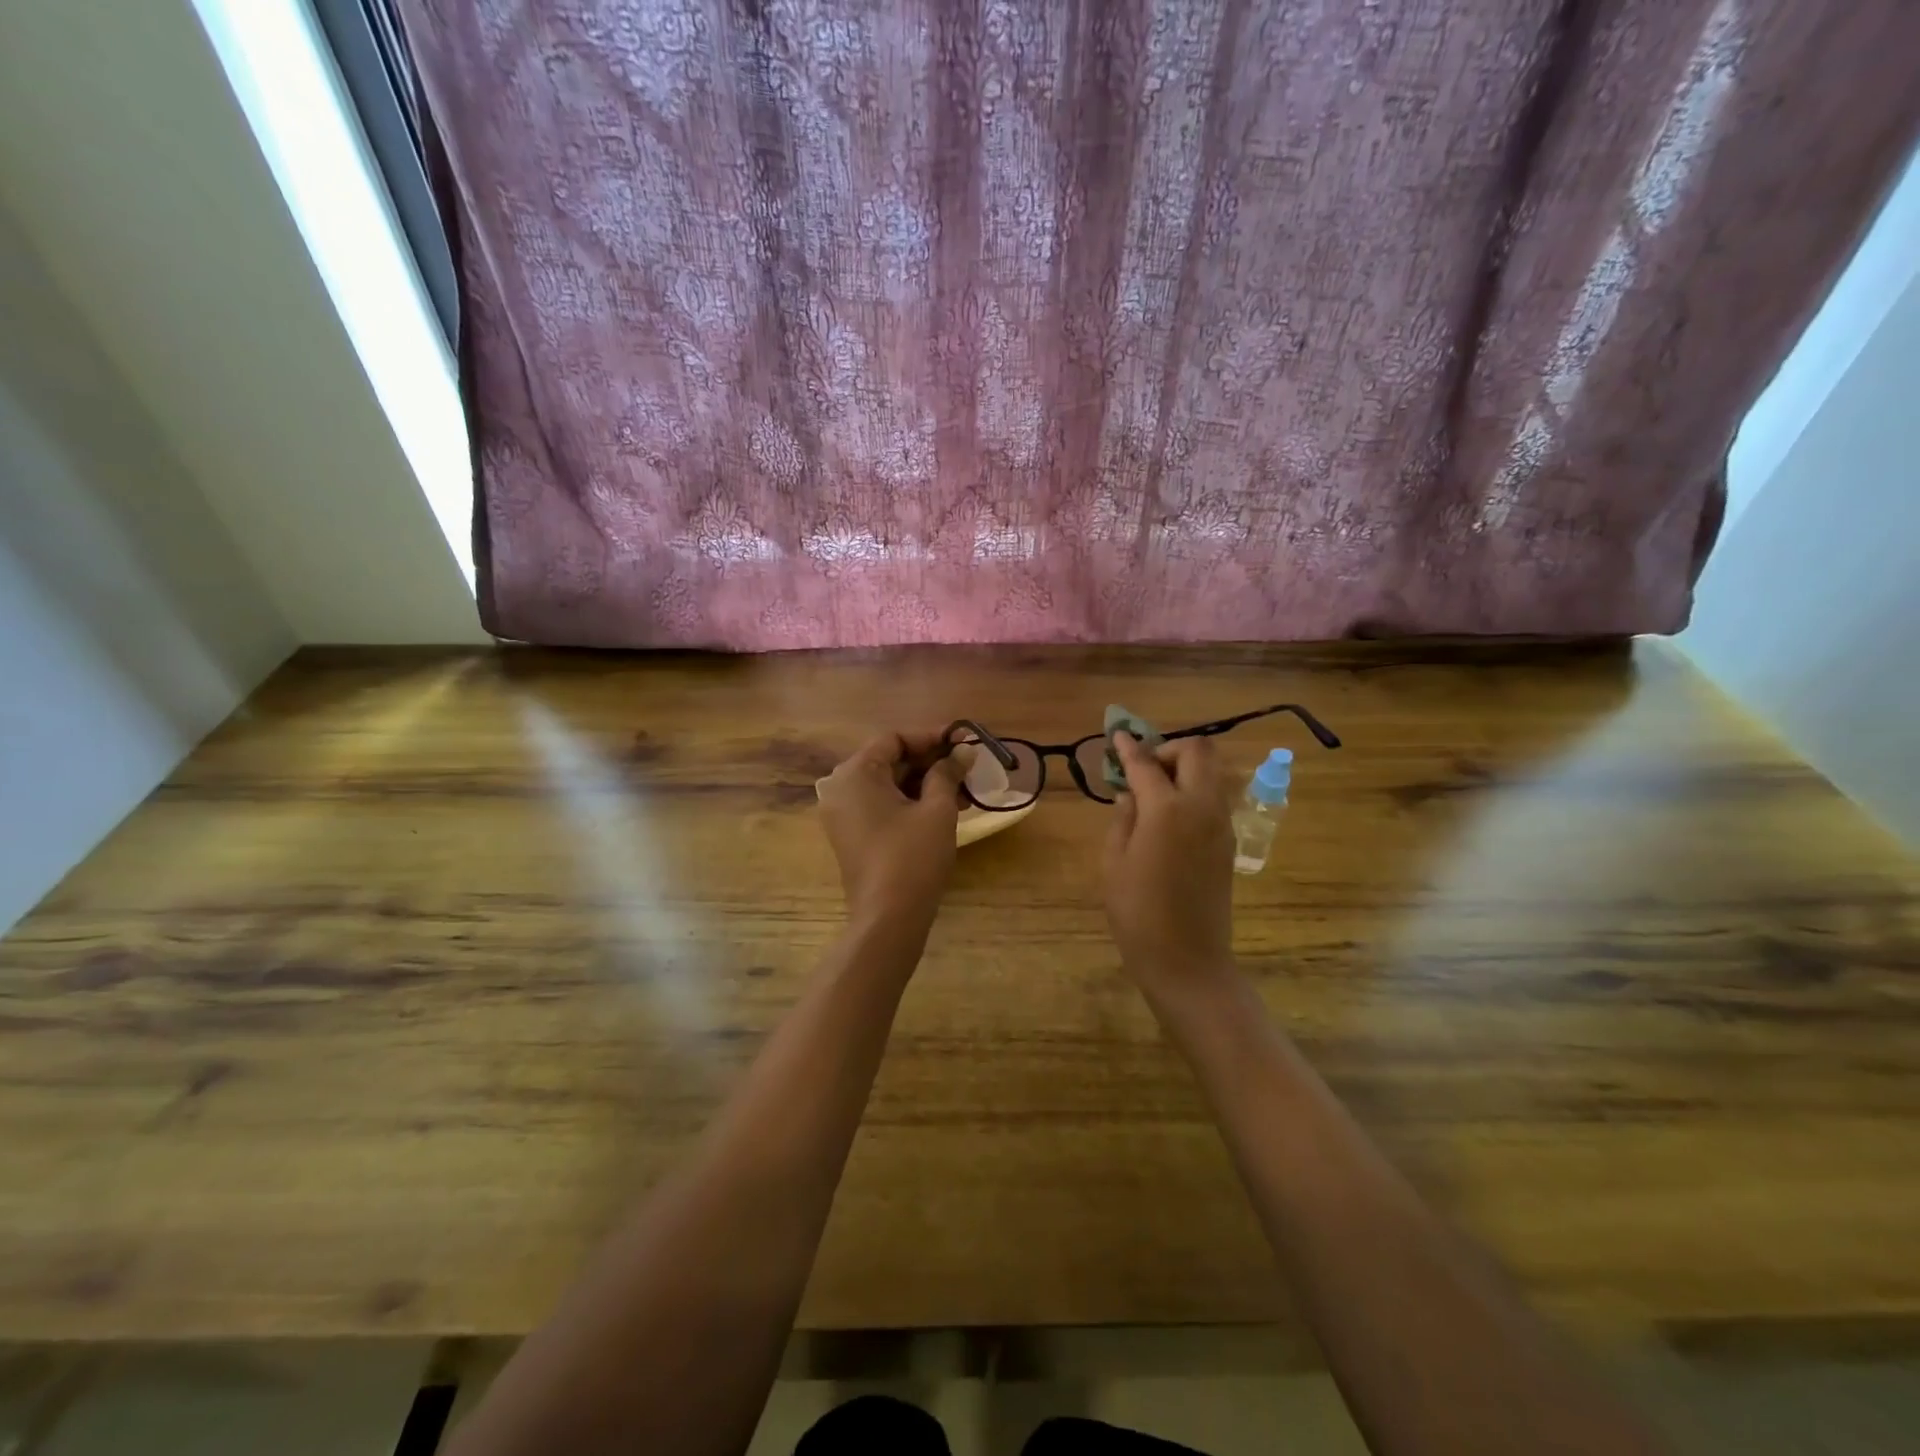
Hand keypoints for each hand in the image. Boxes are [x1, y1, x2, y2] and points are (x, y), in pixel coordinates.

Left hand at [817, 729, 974, 937]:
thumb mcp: (937, 810)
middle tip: (968, 765)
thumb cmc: (912, 857)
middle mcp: (841, 788)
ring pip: (889, 784)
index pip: (895, 738)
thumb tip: (964, 750)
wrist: (888, 918)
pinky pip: (883, 805)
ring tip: (966, 790)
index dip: (932, 737)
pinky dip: (912, 801)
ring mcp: (843, 813)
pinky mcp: (852, 834)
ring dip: (926, 783)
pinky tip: (946, 808)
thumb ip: (948, 773)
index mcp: (856, 774)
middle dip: (932, 761)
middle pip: (890, 760)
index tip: (964, 741)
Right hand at [1102, 733, 1236, 995]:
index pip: (1146, 763)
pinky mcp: (1228, 842)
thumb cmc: (1137, 913)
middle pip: (1198, 751)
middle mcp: (1202, 807)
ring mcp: (1221, 824)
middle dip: (1168, 750)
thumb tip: (1130, 795)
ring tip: (1153, 793)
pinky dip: (1193, 791)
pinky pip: (1214, 798)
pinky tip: (1167, 816)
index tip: (1117, 735)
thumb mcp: (1113, 862)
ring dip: (1184, 769)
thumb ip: (1122, 818)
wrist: (1188, 960)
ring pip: (1211, 772)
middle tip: (1143, 770)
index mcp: (1167, 810)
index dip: (1129, 747)